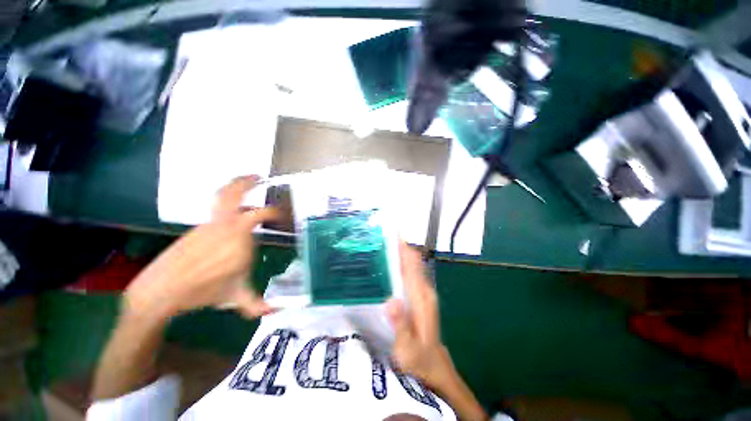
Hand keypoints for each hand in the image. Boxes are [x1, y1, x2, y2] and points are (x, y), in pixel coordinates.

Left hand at [123, 175, 278, 321]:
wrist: (161, 291)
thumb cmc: (203, 291)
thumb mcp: (235, 297)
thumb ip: (257, 303)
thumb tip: (276, 312)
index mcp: (239, 238)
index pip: (261, 214)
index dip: (274, 212)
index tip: (281, 215)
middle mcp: (224, 225)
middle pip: (233, 194)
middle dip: (245, 181)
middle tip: (258, 176)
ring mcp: (208, 224)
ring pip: (221, 198)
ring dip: (235, 188)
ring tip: (246, 183)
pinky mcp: (197, 228)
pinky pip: (216, 211)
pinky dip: (227, 205)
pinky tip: (233, 214)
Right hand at [387, 243, 454, 388]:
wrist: (432, 364)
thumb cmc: (418, 357)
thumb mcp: (407, 348)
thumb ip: (400, 325)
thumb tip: (391, 300)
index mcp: (421, 297)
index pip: (413, 266)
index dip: (404, 249)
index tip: (393, 233)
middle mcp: (424, 289)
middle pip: (413, 261)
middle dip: (400, 245)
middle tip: (382, 233)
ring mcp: (423, 291)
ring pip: (412, 264)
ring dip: (401, 251)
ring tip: (383, 241)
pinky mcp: (419, 294)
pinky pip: (410, 272)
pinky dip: (401, 262)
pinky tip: (389, 260)